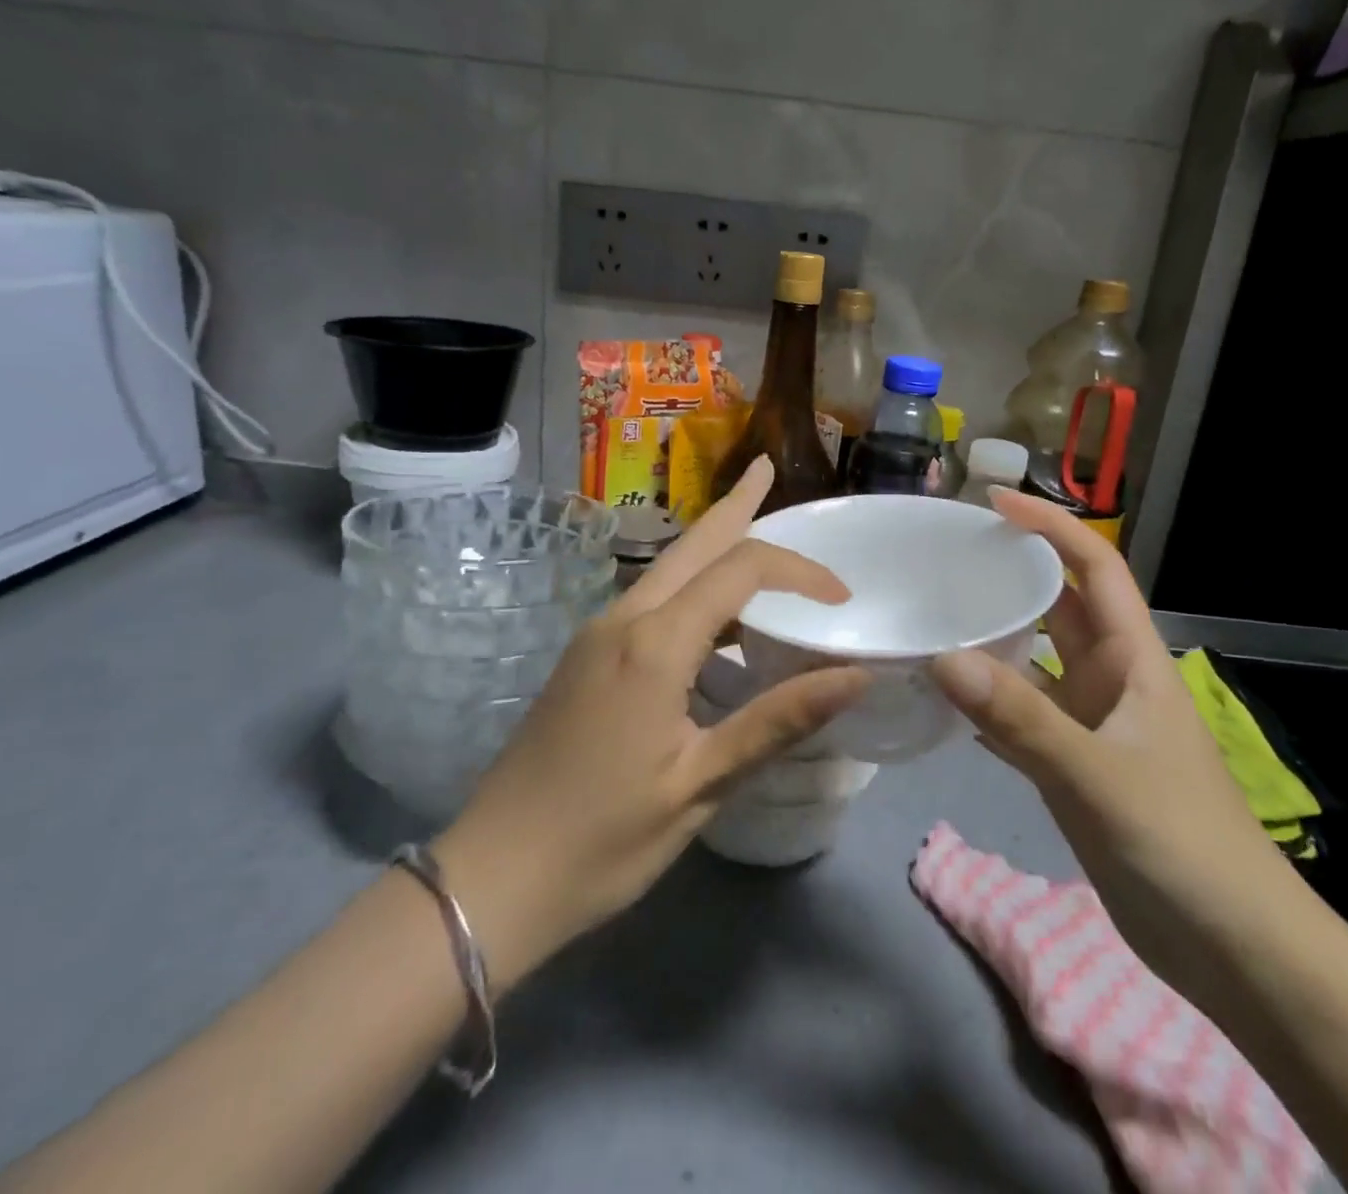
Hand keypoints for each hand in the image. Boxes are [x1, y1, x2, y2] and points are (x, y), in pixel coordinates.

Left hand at [434, 459, 868, 990]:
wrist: (491, 878)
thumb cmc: (603, 838)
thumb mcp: (701, 784)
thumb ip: (778, 721)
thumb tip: (856, 677)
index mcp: (654, 643)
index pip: (740, 570)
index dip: (798, 571)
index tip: (841, 598)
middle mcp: (623, 619)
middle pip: (692, 544)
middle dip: (735, 505)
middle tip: (766, 469)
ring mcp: (597, 635)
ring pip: (667, 569)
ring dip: (713, 544)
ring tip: (753, 526)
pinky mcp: (586, 657)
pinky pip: (651, 601)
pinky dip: (693, 586)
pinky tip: (714, 613)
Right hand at [929, 490, 1287, 983]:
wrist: (1235, 951)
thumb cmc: (1182, 846)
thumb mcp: (1097, 776)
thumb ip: (1021, 718)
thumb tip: (943, 656)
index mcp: (1133, 660)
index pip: (1095, 567)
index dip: (1050, 527)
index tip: (993, 503)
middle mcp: (1111, 680)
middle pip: (1060, 606)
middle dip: (1012, 573)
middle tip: (944, 556)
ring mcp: (1093, 724)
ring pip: (1037, 662)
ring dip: (994, 637)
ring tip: (932, 614)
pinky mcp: (1076, 766)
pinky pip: (1024, 715)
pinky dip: (988, 701)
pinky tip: (944, 698)